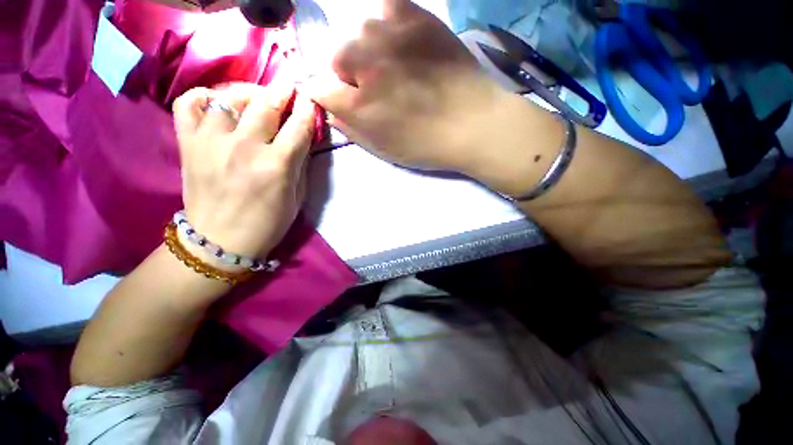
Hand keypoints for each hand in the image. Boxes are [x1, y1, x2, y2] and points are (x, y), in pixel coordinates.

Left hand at [172, 83, 315, 265]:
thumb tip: (302, 137)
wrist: (220, 241)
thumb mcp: (296, 197)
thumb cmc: (268, 223)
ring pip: (230, 97)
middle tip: (289, 88)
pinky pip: (190, 104)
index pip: (298, 126)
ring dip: (249, 92)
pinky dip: (204, 97)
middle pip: (266, 104)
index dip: (308, 110)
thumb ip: (299, 164)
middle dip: (283, 91)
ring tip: (257, 97)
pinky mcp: (188, 144)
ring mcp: (212, 142)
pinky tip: (218, 103)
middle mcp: (244, 148)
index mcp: (276, 166)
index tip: (311, 100)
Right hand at [302, 0, 504, 173]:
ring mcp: (391, 36)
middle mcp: (366, 65)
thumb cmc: (426, 145)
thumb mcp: (384, 150)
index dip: (327, 95)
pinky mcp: (418, 19)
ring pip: (361, 31)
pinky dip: (389, 23)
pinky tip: (402, 41)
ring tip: (394, 65)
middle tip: (376, 87)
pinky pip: (388, 7)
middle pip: (337, 56)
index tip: (340, 99)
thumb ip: (352, 130)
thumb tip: (331, 112)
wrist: (472, 124)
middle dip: (350, 74)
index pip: (318, 88)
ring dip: (370, 50)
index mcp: (358, 104)